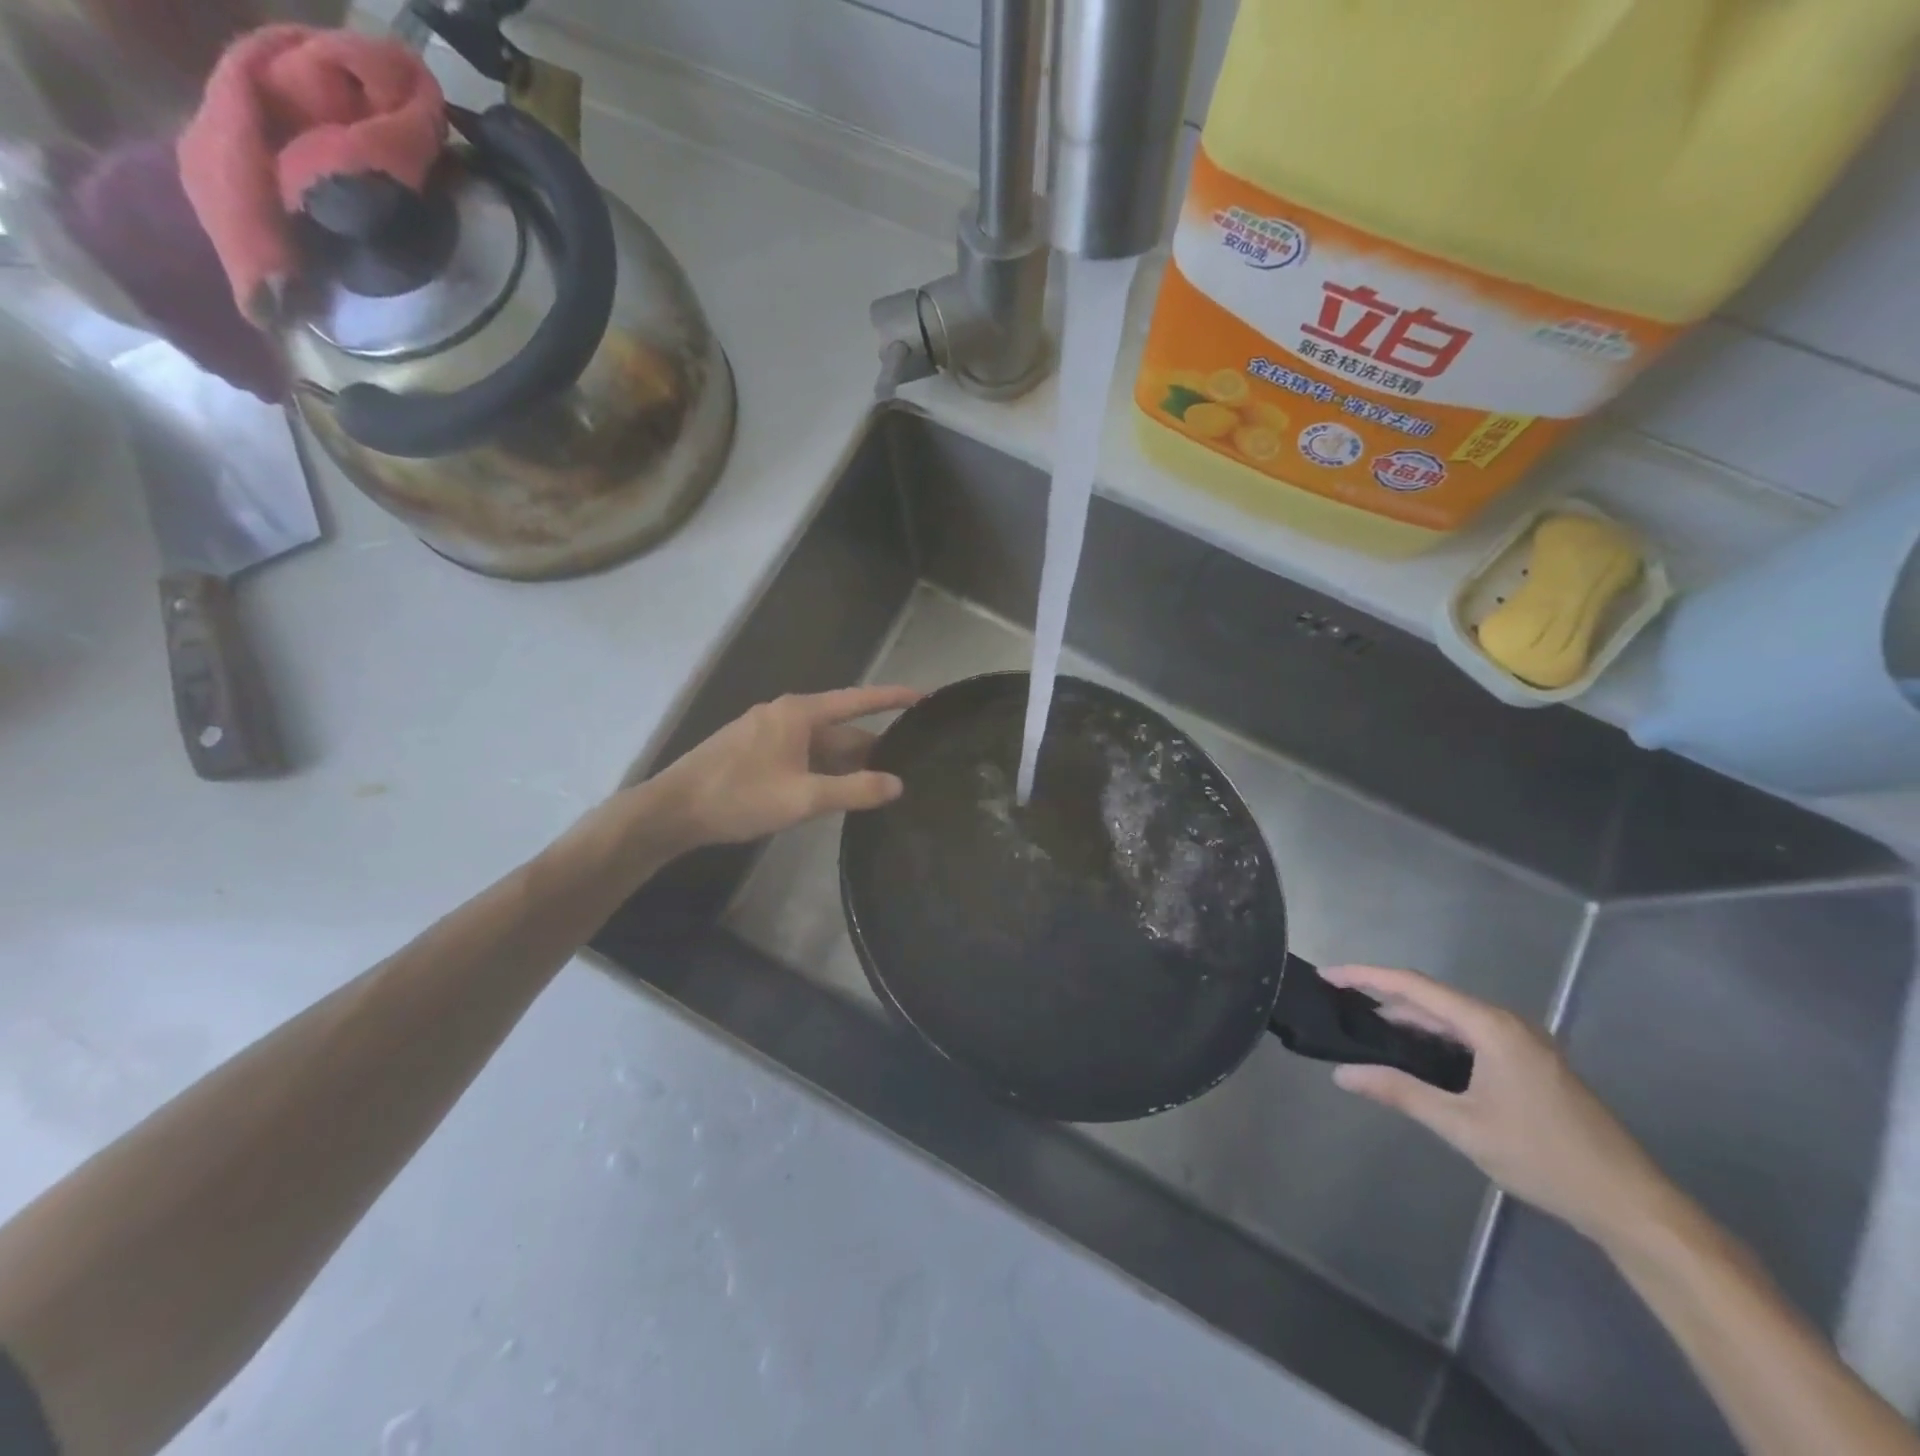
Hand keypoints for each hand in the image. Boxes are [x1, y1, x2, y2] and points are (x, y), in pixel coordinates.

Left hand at [648, 686, 921, 847]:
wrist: (673, 810)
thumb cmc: (739, 797)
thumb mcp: (803, 798)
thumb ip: (854, 791)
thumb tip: (897, 784)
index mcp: (799, 713)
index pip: (858, 700)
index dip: (893, 698)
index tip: (925, 696)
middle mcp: (785, 714)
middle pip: (840, 727)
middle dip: (872, 745)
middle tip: (909, 762)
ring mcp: (767, 732)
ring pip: (820, 744)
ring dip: (847, 762)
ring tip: (880, 781)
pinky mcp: (755, 751)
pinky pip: (802, 754)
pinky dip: (824, 769)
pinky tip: (837, 790)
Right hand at [1323, 965, 1670, 1245]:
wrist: (1631, 1204)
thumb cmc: (1544, 1158)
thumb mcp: (1463, 1126)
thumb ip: (1400, 1092)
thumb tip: (1342, 1074)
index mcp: (1491, 1026)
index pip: (1414, 986)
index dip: (1365, 976)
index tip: (1327, 976)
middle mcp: (1507, 1023)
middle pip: (1432, 996)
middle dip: (1383, 994)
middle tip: (1339, 1000)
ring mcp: (1523, 1043)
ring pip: (1452, 1017)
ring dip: (1409, 1017)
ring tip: (1366, 1026)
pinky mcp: (1530, 1063)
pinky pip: (1470, 1034)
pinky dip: (1436, 1036)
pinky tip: (1416, 1053)